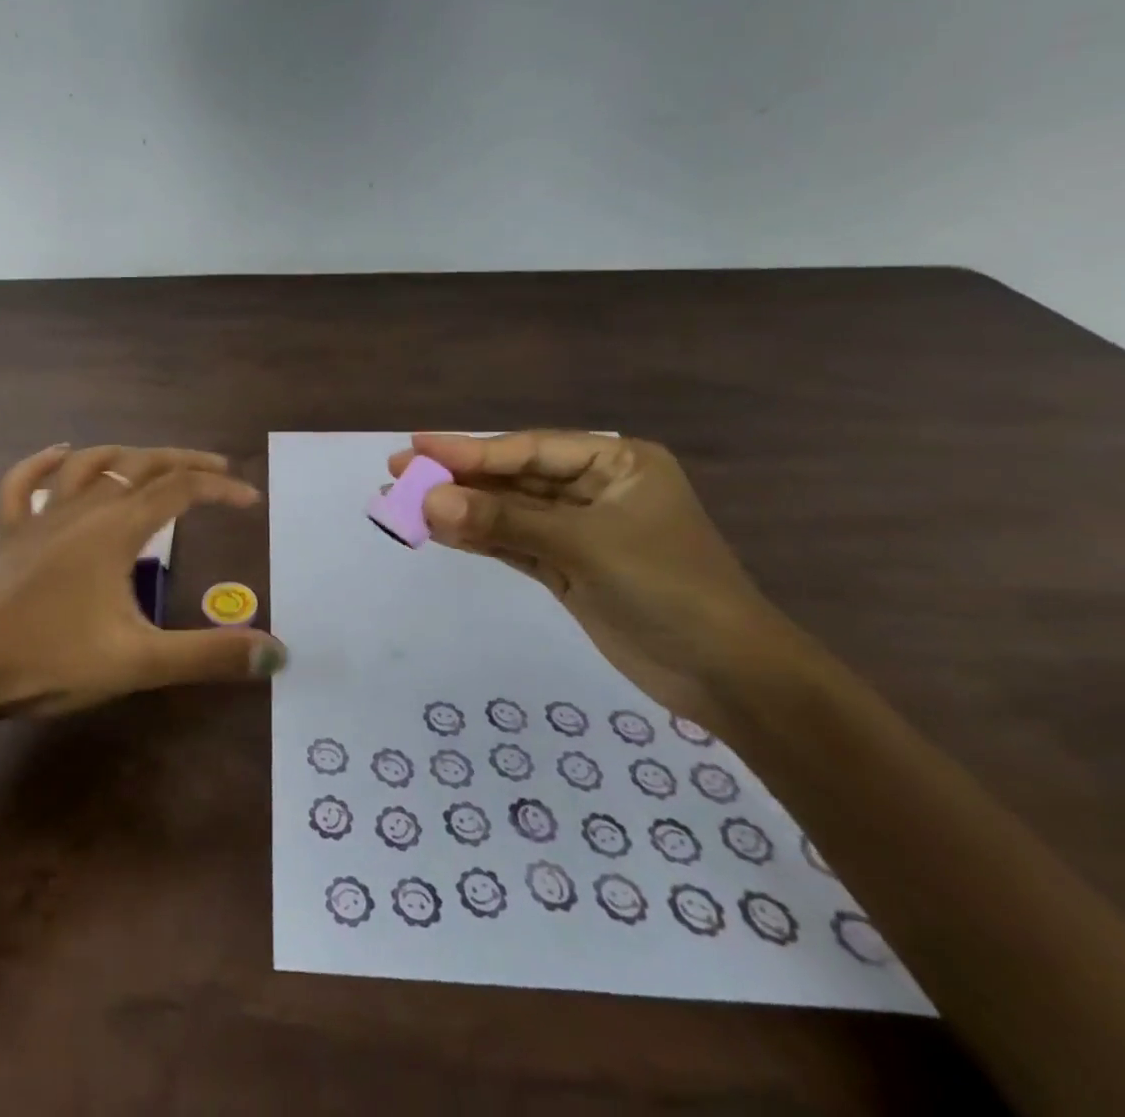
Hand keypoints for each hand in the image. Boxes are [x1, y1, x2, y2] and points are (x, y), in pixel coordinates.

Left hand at [0, 444, 287, 717]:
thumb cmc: (50, 660)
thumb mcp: (139, 662)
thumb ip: (208, 655)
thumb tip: (277, 651)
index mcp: (115, 530)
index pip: (179, 491)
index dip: (218, 489)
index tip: (249, 500)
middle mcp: (82, 510)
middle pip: (140, 466)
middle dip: (183, 461)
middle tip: (217, 467)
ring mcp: (41, 519)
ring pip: (89, 466)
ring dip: (126, 455)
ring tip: (152, 460)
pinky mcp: (10, 535)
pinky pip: (24, 485)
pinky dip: (44, 463)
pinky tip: (60, 454)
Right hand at [390, 431, 806, 723]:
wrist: (727, 677)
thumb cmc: (668, 588)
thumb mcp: (583, 546)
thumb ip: (503, 522)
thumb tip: (428, 502)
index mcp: (617, 463)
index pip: (530, 449)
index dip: (470, 450)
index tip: (417, 447)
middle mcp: (596, 489)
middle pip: (514, 477)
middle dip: (458, 478)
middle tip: (398, 471)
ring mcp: (580, 531)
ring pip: (508, 512)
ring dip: (460, 509)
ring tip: (403, 501)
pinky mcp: (568, 568)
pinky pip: (512, 543)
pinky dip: (477, 539)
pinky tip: (437, 531)